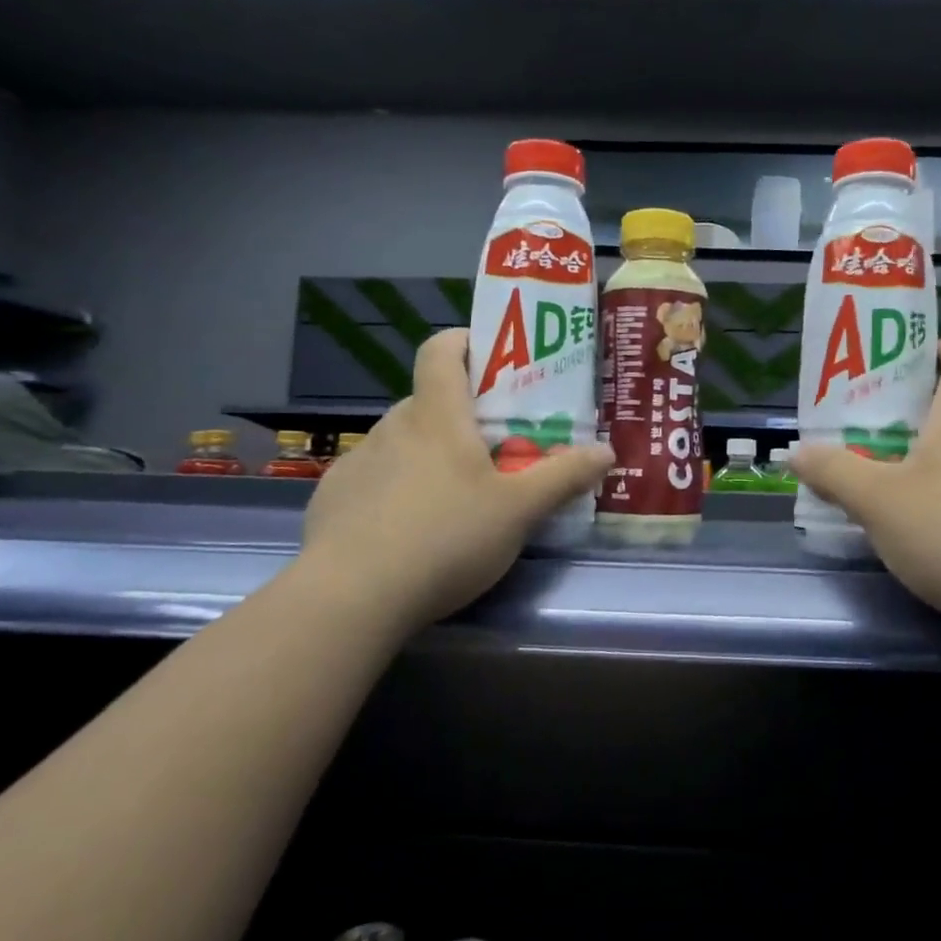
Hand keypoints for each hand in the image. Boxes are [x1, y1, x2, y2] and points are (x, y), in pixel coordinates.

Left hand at [301, 329, 612, 626]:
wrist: (351, 598)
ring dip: (429, 453)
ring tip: (455, 496)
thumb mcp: (520, 511)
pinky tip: (410, 531)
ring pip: (402, 441)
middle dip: (462, 414)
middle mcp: (392, 427)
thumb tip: (607, 451)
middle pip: (429, 400)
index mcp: (437, 416)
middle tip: (494, 446)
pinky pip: (375, 477)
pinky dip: (397, 488)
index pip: (440, 350)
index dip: (466, 341)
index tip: (492, 357)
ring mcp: (358, 462)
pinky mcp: (333, 499)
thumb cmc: (445, 538)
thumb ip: (565, 477)